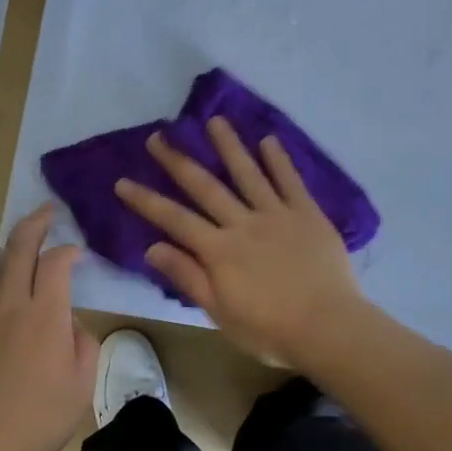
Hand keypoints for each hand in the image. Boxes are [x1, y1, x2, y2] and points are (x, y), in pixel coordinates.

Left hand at [0, 205, 97, 450]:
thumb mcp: (82, 382)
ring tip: (32, 244)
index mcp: (44, 315)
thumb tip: (70, 324)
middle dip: (34, 223)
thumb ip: (83, 341)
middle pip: (19, 248)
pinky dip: (7, 278)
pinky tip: (18, 292)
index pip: (56, 261)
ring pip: (1, 269)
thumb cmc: (40, 418)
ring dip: (17, 249)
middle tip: (47, 210)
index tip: (79, 252)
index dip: (69, 250)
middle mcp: (11, 305)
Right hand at [115, 118, 367, 365]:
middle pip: (205, 186)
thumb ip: (188, 276)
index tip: (123, 181)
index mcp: (219, 250)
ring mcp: (276, 214)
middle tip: (159, 136)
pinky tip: (268, 140)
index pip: (174, 219)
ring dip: (228, 145)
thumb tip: (152, 247)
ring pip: (247, 173)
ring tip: (214, 121)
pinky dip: (278, 160)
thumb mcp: (221, 312)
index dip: (146, 200)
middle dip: (178, 160)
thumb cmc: (270, 329)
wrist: (329, 328)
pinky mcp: (307, 213)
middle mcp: (243, 223)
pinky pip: (290, 181)